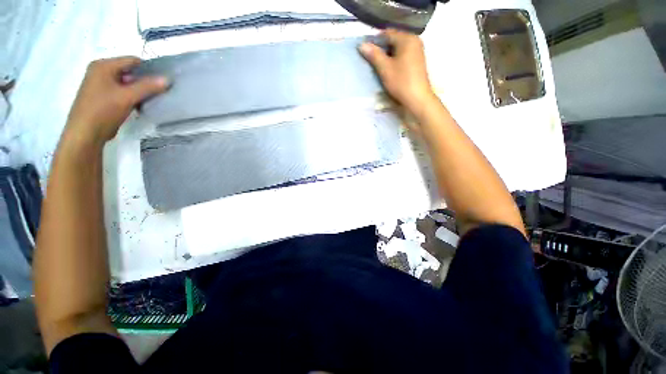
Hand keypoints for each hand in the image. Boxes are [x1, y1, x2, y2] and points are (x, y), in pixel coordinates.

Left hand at [64, 57, 168, 145]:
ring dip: (139, 90)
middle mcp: (100, 71)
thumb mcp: (127, 97)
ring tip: (153, 99)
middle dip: (145, 81)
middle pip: (129, 71)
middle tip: (161, 91)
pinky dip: (132, 96)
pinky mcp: (102, 97)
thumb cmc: (103, 110)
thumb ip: (148, 87)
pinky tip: (140, 105)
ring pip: (126, 83)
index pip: (132, 61)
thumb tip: (167, 79)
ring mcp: (100, 84)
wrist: (85, 133)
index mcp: (103, 66)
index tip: (163, 80)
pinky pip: (121, 91)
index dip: (149, 69)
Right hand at [359, 29, 436, 117]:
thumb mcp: (385, 68)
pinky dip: (395, 60)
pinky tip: (389, 69)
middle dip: (382, 48)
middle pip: (394, 40)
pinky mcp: (417, 62)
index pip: (387, 33)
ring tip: (378, 65)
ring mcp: (417, 51)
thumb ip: (374, 55)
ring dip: (387, 55)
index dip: (375, 41)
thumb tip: (362, 44)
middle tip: (371, 59)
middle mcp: (414, 41)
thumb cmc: (401, 82)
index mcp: (407, 39)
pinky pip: (403, 56)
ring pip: (398, 49)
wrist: (417, 98)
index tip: (366, 51)